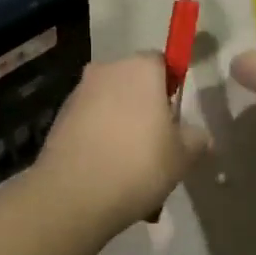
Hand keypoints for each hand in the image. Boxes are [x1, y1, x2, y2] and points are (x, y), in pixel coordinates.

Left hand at [35, 55, 209, 233]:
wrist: (74, 193)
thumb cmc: (139, 164)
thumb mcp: (183, 156)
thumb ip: (195, 138)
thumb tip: (196, 133)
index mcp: (140, 68)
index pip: (162, 62)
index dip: (171, 87)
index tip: (174, 118)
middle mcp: (107, 69)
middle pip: (133, 82)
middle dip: (144, 107)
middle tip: (156, 145)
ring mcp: (79, 91)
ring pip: (110, 103)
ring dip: (121, 125)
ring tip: (130, 168)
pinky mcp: (60, 116)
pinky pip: (89, 121)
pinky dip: (99, 138)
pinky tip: (107, 172)